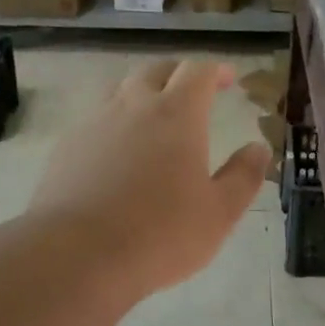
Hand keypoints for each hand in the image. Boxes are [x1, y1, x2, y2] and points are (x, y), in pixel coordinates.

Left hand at [29, 58, 270, 302]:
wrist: (76, 255)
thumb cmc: (160, 233)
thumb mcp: (218, 213)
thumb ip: (242, 176)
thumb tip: (258, 148)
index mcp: (177, 114)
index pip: (199, 72)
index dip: (216, 71)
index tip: (228, 78)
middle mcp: (133, 106)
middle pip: (156, 71)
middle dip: (178, 74)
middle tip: (193, 92)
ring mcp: (95, 123)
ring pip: (120, 91)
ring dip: (142, 94)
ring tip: (153, 117)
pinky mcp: (66, 146)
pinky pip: (95, 120)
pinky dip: (114, 123)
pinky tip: (116, 152)